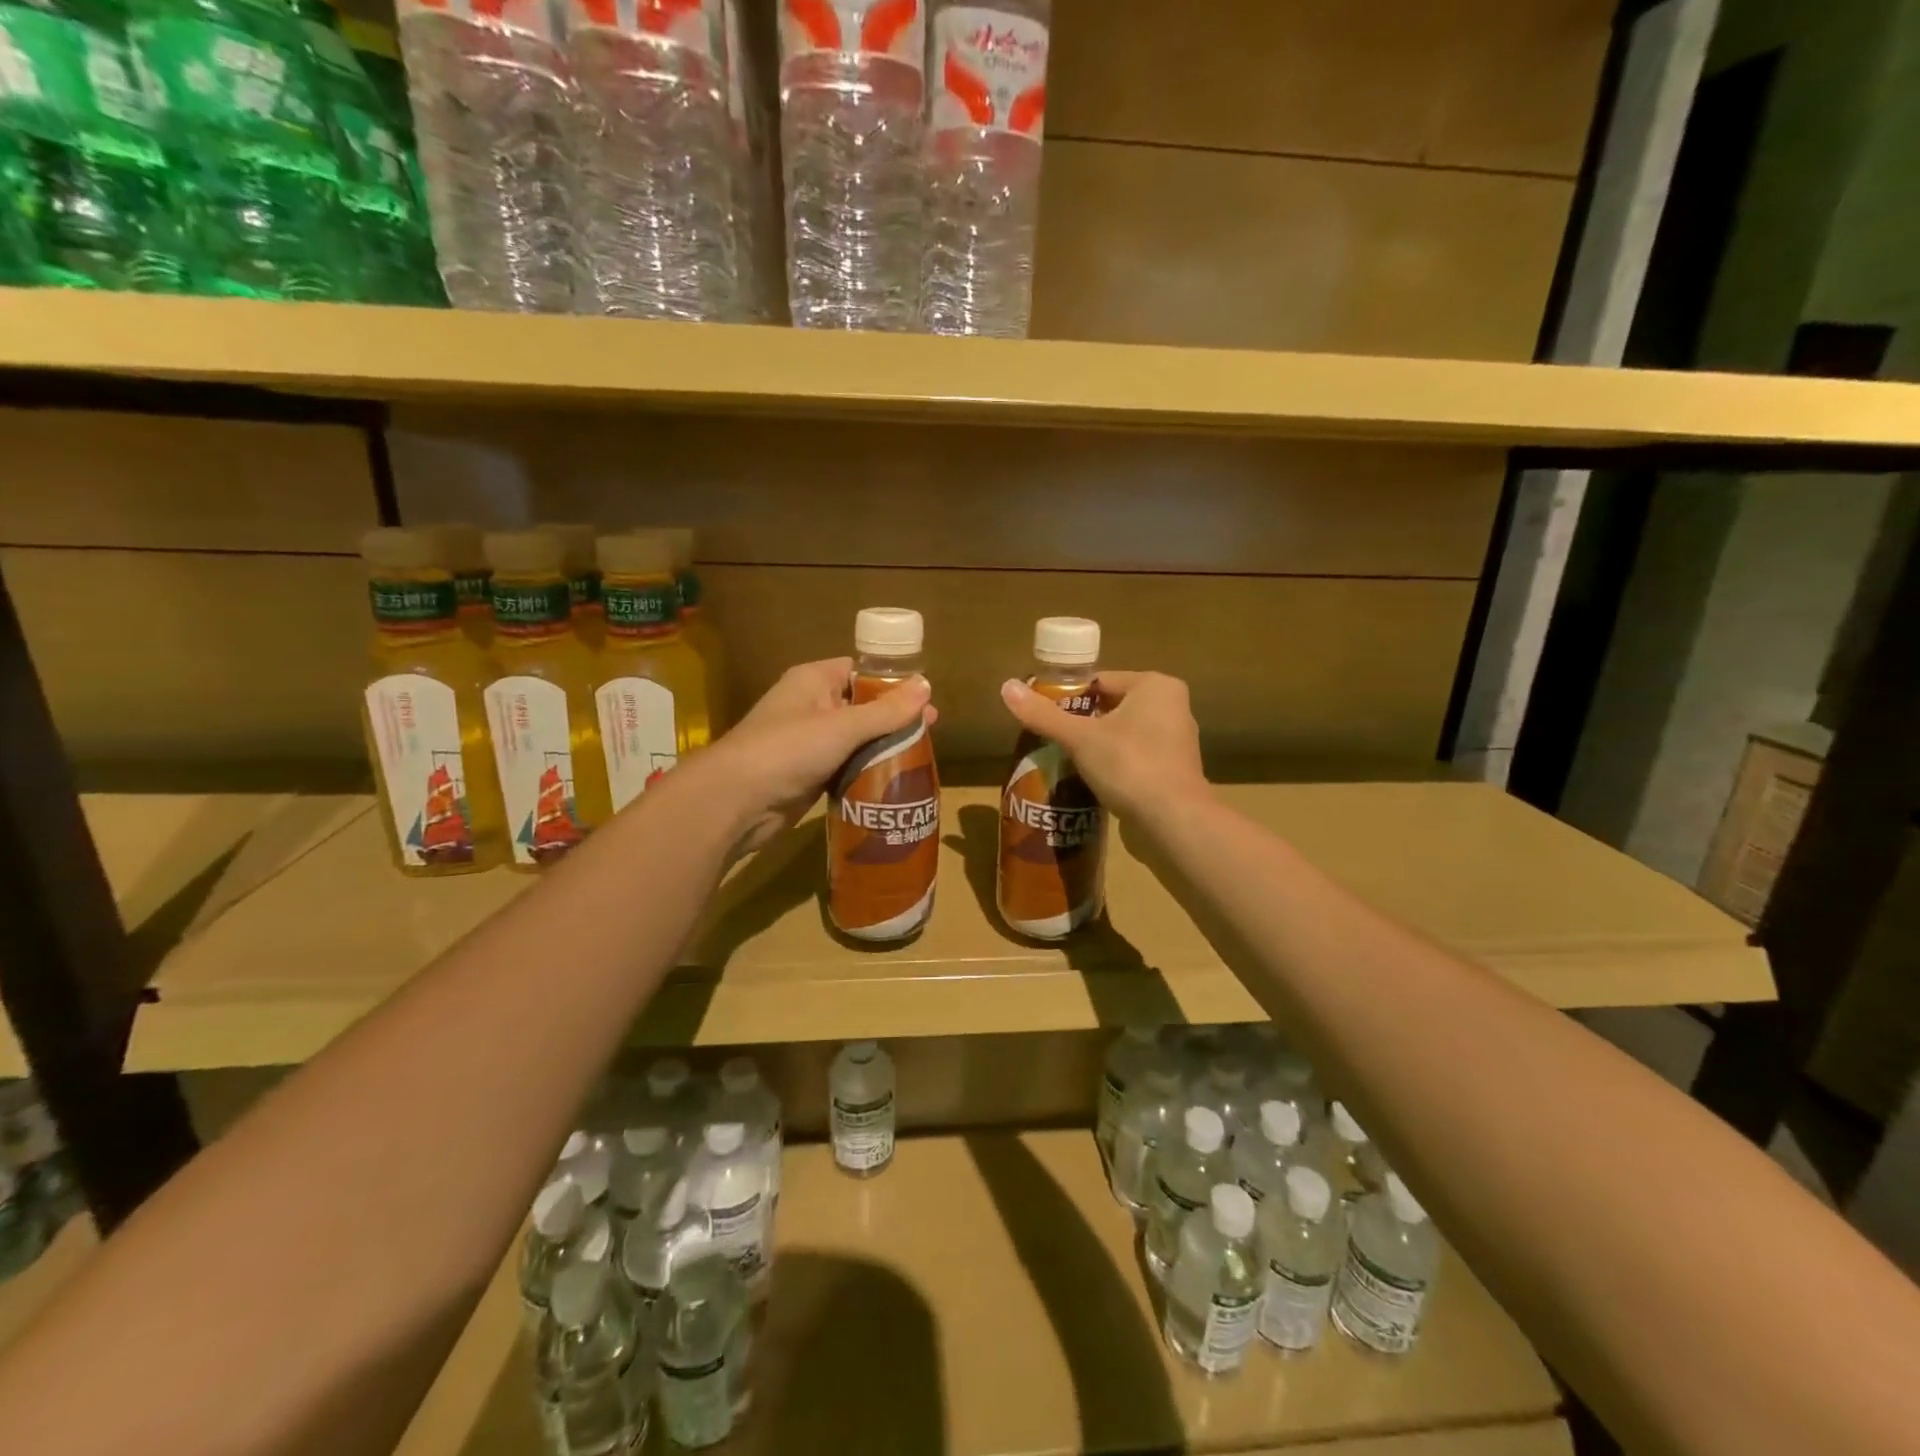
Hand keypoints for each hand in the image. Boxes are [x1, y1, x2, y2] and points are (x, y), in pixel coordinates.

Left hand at [704, 658, 934, 854]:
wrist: (736, 801)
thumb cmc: (788, 750)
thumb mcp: (844, 726)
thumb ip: (887, 710)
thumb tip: (927, 686)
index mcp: (814, 681)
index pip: (860, 671)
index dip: (893, 682)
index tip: (925, 698)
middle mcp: (810, 706)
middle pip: (862, 707)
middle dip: (893, 719)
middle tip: (930, 731)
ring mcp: (808, 742)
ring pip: (855, 740)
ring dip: (882, 748)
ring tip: (921, 757)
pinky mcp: (808, 774)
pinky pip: (845, 766)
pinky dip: (866, 771)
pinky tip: (893, 781)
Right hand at [1000, 670, 1208, 822]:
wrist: (1173, 820)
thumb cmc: (1129, 766)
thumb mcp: (1080, 738)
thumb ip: (1043, 714)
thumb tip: (1005, 687)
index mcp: (1155, 686)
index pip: (1100, 681)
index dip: (1069, 698)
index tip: (1045, 717)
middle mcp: (1173, 705)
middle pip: (1112, 706)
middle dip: (1083, 723)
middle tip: (1052, 741)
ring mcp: (1177, 739)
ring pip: (1124, 733)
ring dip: (1099, 745)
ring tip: (1067, 761)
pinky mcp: (1175, 769)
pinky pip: (1136, 756)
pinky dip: (1116, 763)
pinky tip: (1094, 779)